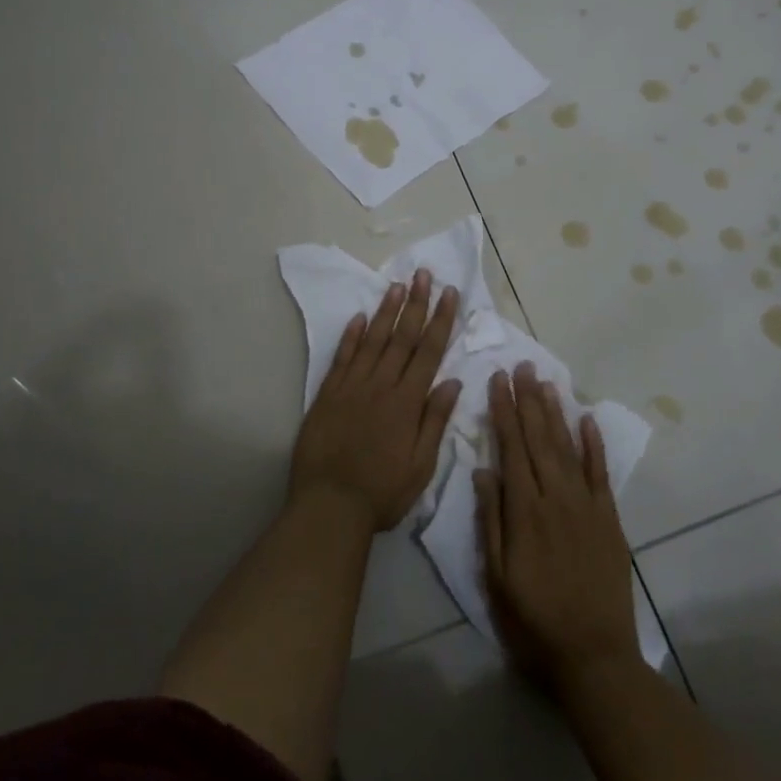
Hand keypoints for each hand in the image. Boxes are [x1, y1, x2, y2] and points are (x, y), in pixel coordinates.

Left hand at [292, 270, 461, 530]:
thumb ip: (435, 421)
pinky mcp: (327, 395)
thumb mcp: (421, 466)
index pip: (428, 351)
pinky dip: (351, 336)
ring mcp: (351, 387)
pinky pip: (341, 358)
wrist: (328, 506)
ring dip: (386, 311)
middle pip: (401, 337)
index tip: (449, 293)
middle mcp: (380, 386)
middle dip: (415, 304)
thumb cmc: (382, 492)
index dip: (440, 320)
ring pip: (372, 340)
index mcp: (407, 402)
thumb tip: (452, 382)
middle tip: (423, 274)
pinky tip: (359, 318)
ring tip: (396, 285)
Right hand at [475, 364, 640, 687]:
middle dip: (528, 400)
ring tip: (546, 382)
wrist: (593, 655)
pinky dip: (594, 444)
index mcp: (524, 511)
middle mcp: (556, 497)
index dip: (504, 411)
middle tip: (521, 365)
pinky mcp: (609, 519)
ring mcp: (586, 506)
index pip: (511, 448)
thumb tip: (482, 471)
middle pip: (539, 438)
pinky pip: (600, 473)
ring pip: (567, 447)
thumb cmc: (534, 619)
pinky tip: (587, 419)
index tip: (498, 380)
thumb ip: (492, 520)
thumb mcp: (497, 577)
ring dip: (555, 412)